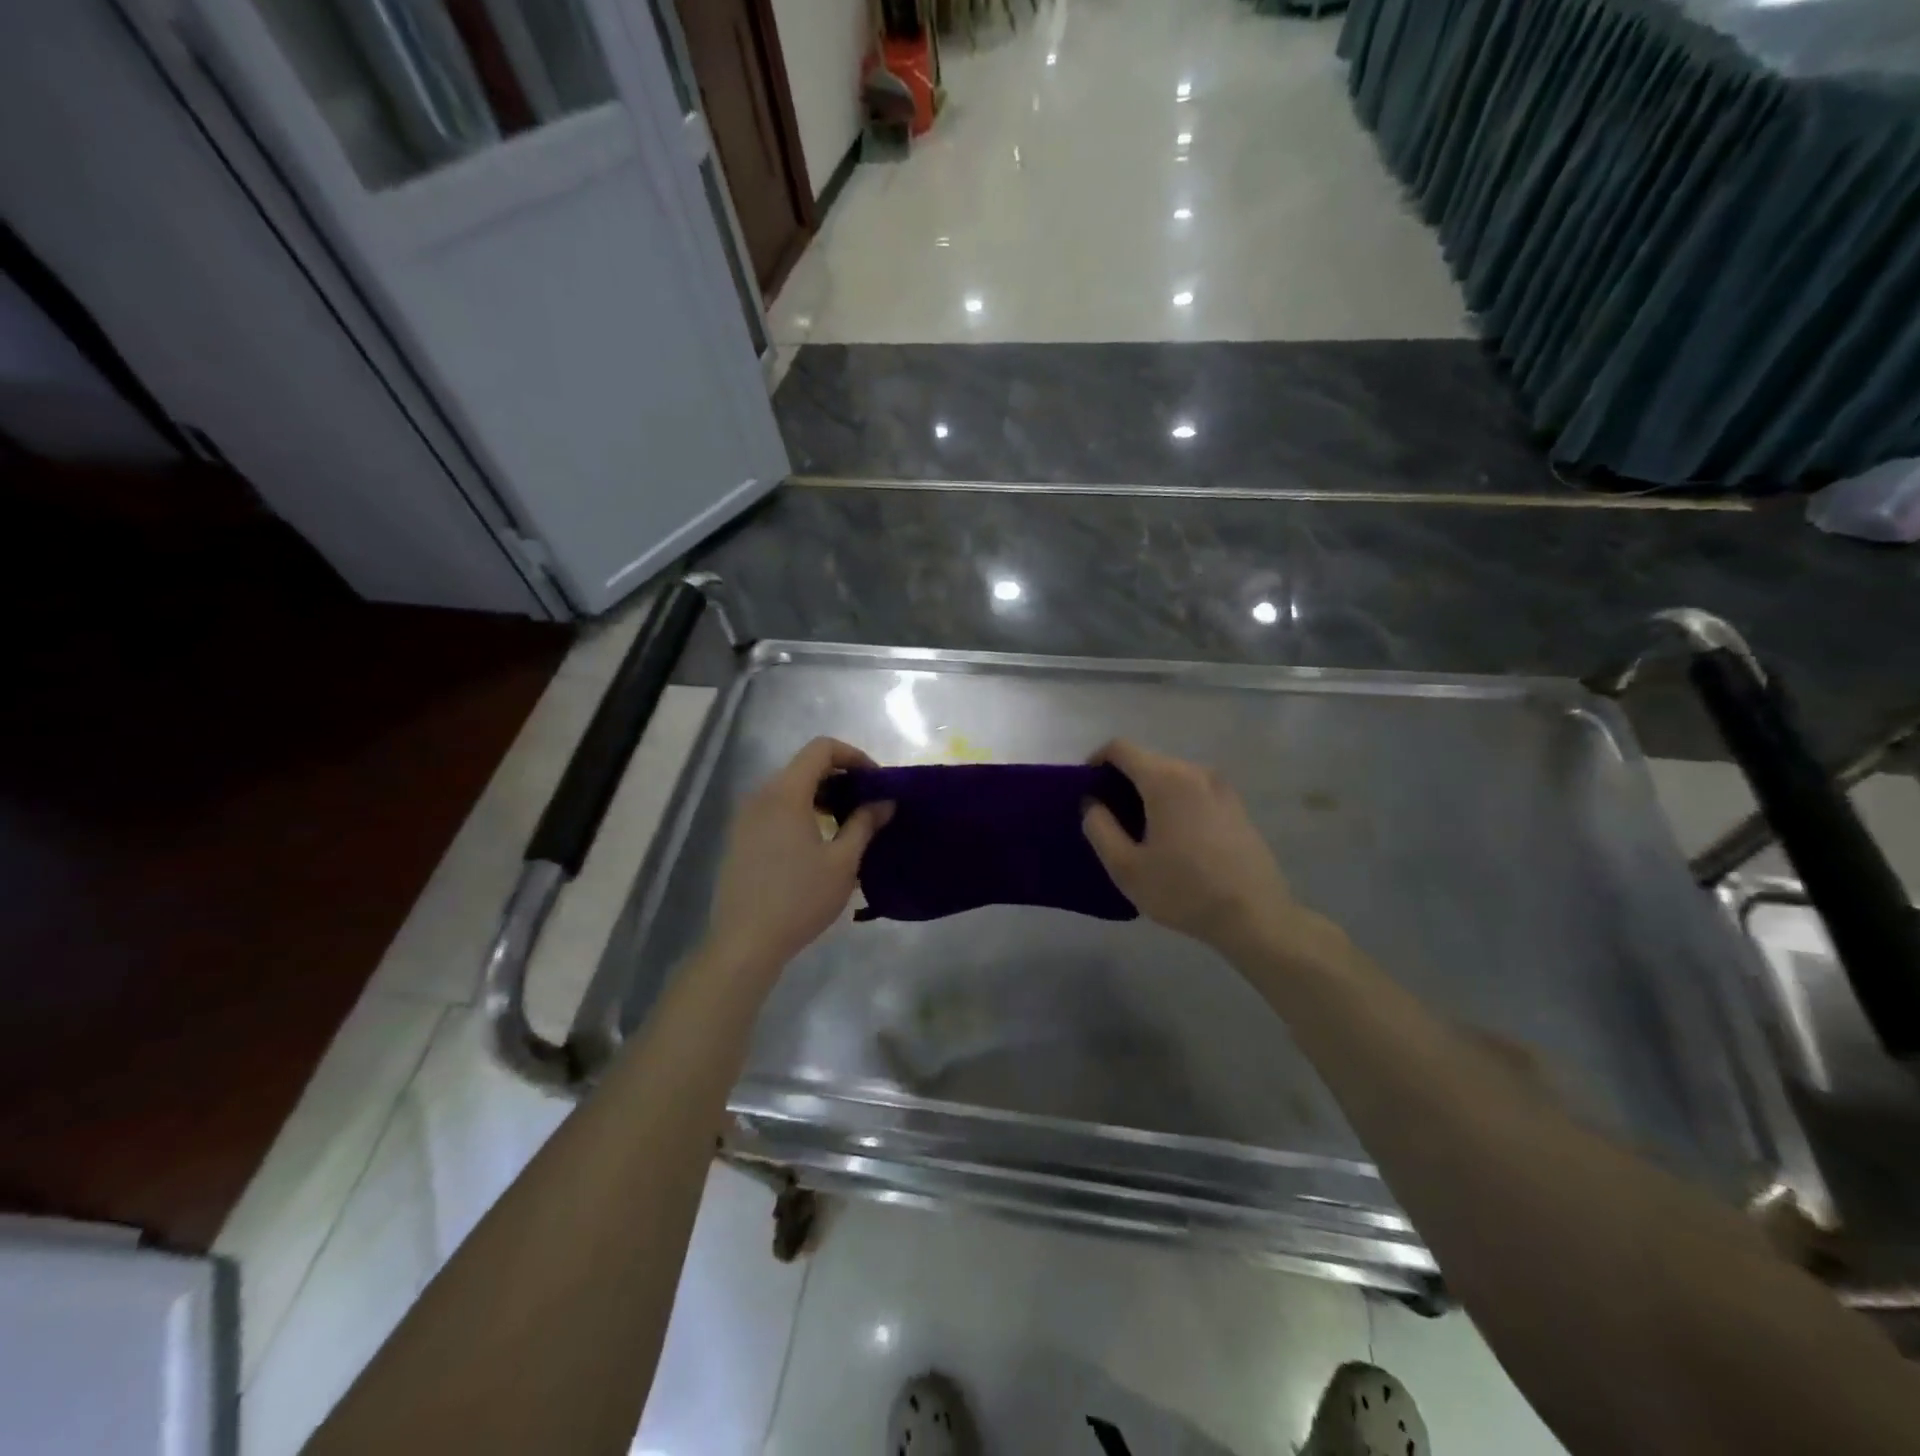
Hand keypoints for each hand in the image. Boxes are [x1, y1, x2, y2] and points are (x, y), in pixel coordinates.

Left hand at [706, 738, 891, 973]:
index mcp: (786, 793)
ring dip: (821, 796)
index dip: (853, 756)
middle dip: (840, 777)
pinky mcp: (740, 839)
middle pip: (804, 766)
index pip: (821, 748)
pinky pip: (775, 809)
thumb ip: (865, 824)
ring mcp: (746, 818)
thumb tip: (884, 801)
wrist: (745, 943)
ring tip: (847, 825)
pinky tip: (818, 844)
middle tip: (867, 804)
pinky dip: (801, 812)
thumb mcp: (843, 862)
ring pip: (789, 789)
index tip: (875, 782)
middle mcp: (761, 796)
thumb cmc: (800, 898)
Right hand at [1081, 740, 1304, 955]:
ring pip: (1172, 776)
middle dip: (1123, 780)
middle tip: (1109, 816)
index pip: (1121, 748)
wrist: (1255, 917)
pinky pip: (1194, 791)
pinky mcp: (1236, 806)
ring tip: (1141, 830)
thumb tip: (1092, 803)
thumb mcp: (1126, 868)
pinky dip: (1175, 802)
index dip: (1097, 760)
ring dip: (1150, 792)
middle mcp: (1195, 772)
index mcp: (1165, 779)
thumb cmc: (1184, 891)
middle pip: (1148, 760)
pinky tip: (1174, 838)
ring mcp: (1221, 787)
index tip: (1087, 788)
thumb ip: (1099, 828)